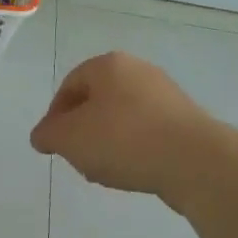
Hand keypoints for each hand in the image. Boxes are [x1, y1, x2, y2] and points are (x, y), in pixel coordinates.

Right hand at [30, 52, 218, 204]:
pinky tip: (134, 172)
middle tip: (79, 159)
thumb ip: (49, 135)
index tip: (54, 145)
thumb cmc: (124, 139)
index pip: (69, 86)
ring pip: (122, 118)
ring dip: (108, 142)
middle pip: (97, 101)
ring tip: (106, 172)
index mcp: (108, 65)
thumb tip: (42, 136)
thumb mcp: (70, 138)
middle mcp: (138, 70)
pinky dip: (135, 149)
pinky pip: (148, 132)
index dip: (55, 117)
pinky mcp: (186, 120)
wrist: (195, 161)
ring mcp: (165, 94)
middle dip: (83, 131)